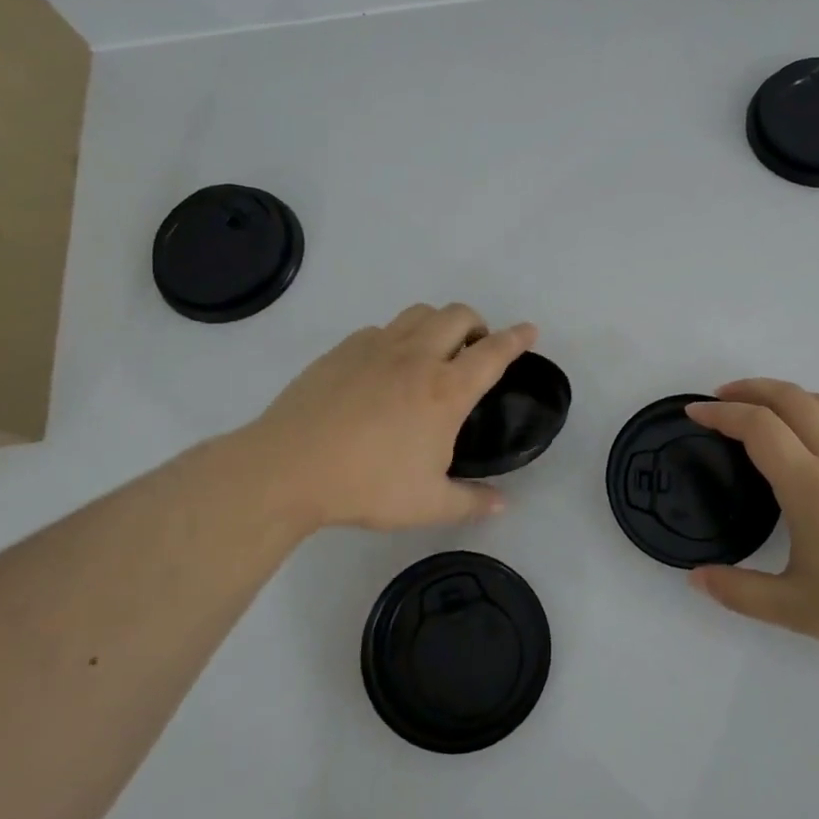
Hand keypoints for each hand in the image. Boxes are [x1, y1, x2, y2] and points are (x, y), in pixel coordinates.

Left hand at [238, 304, 537, 532]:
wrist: (288, 468)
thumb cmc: (367, 486)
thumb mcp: (428, 505)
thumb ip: (471, 502)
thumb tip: (502, 505)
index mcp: (446, 391)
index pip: (494, 353)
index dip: (517, 338)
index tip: (530, 330)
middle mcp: (418, 357)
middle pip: (458, 315)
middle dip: (478, 323)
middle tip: (476, 349)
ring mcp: (377, 347)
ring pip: (420, 313)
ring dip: (439, 323)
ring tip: (435, 351)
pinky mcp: (343, 350)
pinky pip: (382, 329)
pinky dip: (398, 337)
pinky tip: (386, 367)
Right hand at [684, 380, 818, 659]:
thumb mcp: (794, 609)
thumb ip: (739, 592)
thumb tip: (696, 578)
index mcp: (809, 485)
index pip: (758, 427)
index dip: (721, 413)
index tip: (695, 411)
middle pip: (790, 398)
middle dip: (749, 389)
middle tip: (720, 398)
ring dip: (786, 394)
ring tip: (762, 407)